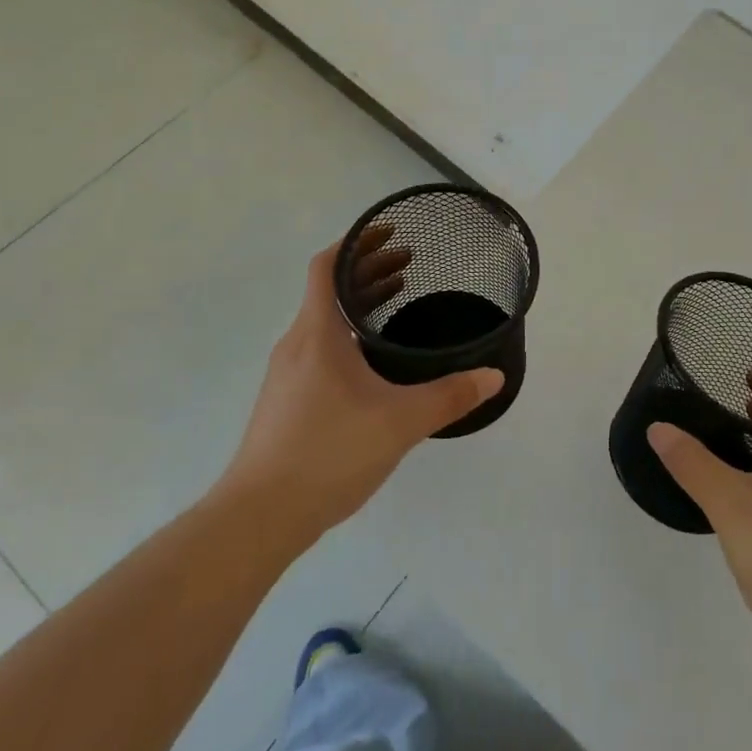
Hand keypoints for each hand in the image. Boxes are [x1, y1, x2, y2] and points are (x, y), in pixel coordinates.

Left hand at [213, 231, 502, 544]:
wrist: (257, 517)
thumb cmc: (328, 453)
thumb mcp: (400, 422)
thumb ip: (449, 396)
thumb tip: (494, 377)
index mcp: (317, 333)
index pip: (326, 266)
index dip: (356, 242)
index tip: (390, 233)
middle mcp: (297, 344)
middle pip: (328, 289)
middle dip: (368, 270)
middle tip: (409, 264)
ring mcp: (287, 374)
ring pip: (324, 320)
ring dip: (358, 302)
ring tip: (396, 300)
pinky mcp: (286, 401)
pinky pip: (320, 347)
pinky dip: (348, 333)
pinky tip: (373, 361)